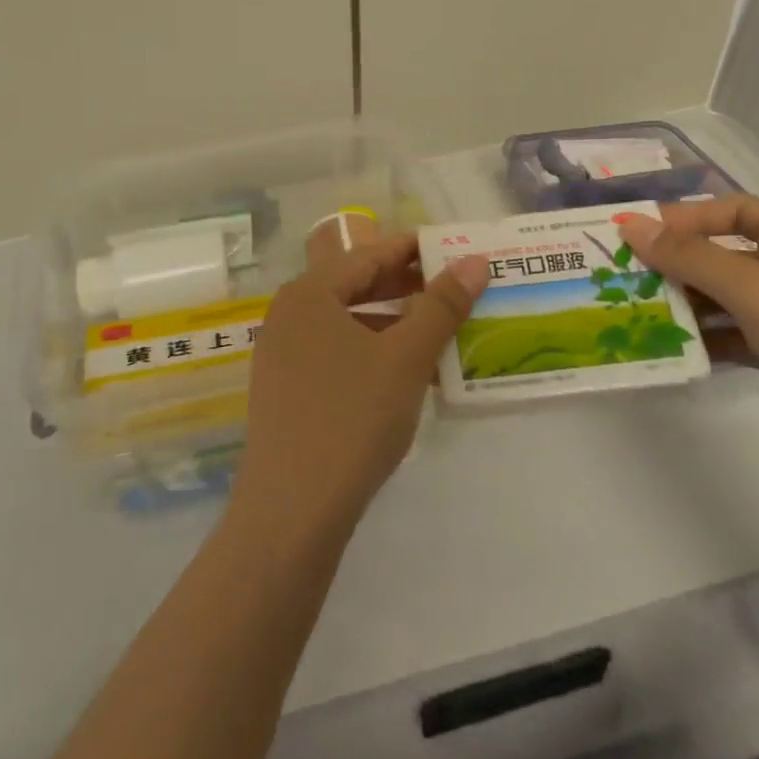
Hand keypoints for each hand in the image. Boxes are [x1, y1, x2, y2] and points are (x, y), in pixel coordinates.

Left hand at [232, 234, 489, 537]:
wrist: (292, 510)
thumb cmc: (352, 417)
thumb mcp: (406, 357)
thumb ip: (441, 305)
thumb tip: (474, 261)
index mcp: (309, 293)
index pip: (369, 254)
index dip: (415, 248)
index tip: (456, 249)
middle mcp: (290, 314)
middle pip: (356, 285)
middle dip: (408, 287)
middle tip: (456, 289)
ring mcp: (283, 353)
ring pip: (349, 322)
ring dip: (395, 324)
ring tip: (441, 331)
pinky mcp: (286, 389)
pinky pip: (337, 352)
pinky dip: (374, 353)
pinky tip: (409, 374)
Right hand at [617, 199, 758, 501]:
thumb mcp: (751, 287)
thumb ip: (687, 256)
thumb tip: (629, 226)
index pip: (733, 210)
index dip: (687, 217)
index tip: (641, 234)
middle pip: (723, 253)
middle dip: (677, 263)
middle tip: (626, 277)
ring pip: (724, 297)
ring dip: (685, 303)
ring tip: (638, 312)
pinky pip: (734, 334)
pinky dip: (704, 337)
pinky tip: (671, 347)